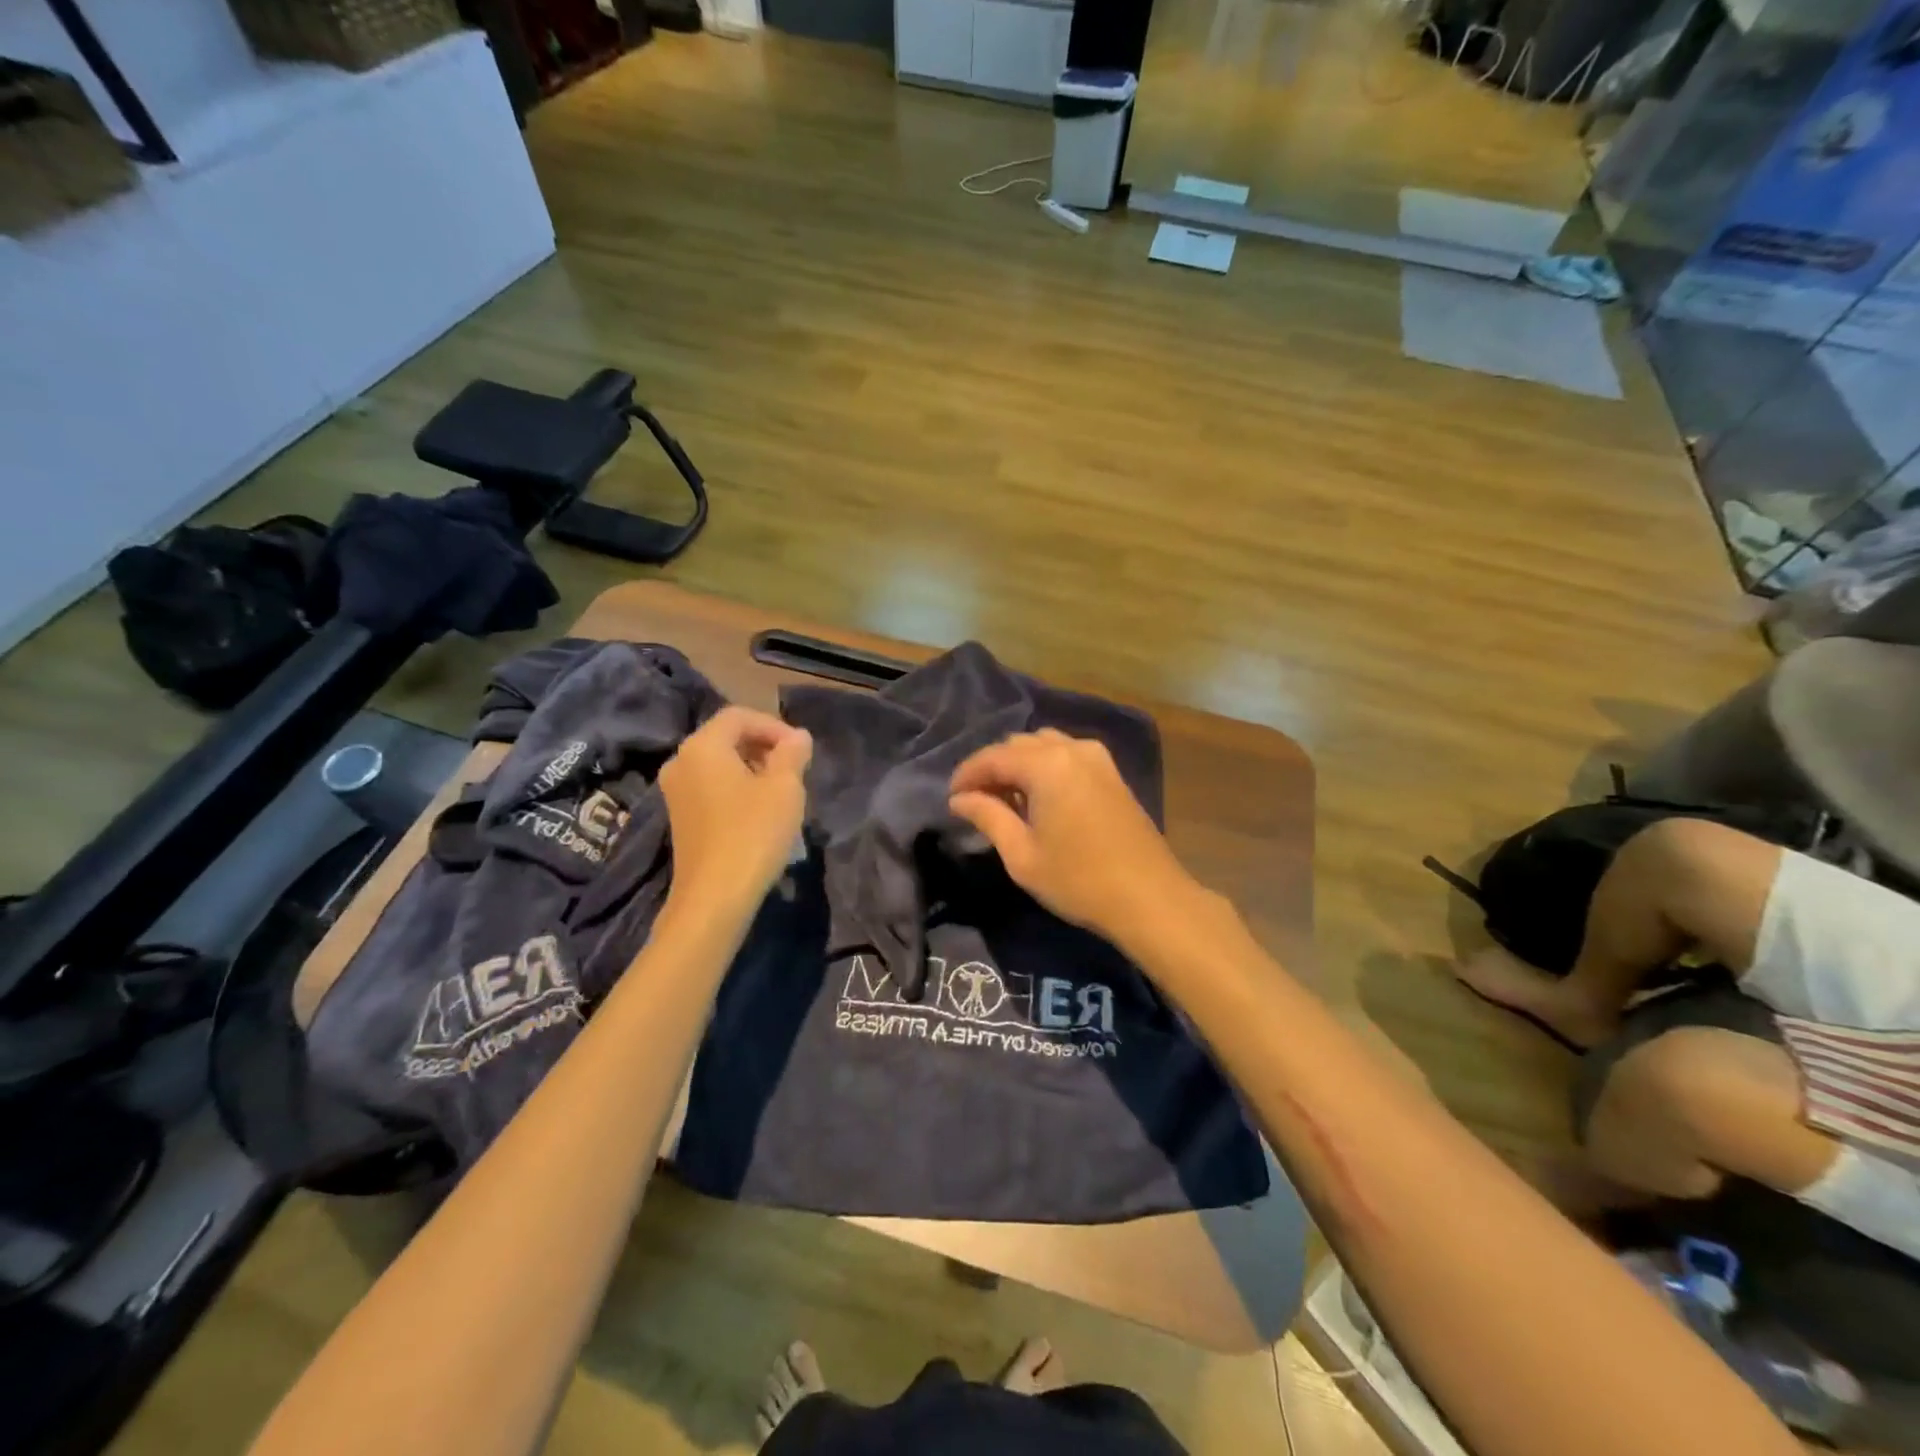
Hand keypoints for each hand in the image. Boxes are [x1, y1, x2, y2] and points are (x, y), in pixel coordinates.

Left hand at [659, 706, 811, 921]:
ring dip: (753, 768)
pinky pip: (711, 787)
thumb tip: (798, 737)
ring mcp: (675, 792)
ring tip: (783, 790)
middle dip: (764, 746)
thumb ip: (793, 753)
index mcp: (702, 746)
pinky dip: (737, 788)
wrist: (714, 897)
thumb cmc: (753, 833)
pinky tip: (760, 811)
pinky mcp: (680, 818)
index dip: (774, 726)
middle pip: (726, 737)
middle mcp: (681, 762)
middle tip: (795, 768)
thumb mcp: (785, 788)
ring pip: (719, 764)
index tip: (801, 750)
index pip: (739, 716)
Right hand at [948, 729, 1198, 948]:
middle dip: (992, 767)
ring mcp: (1097, 758)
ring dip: (1019, 765)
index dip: (967, 774)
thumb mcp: (1022, 854)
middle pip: (1018, 745)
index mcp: (1047, 764)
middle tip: (975, 801)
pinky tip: (1039, 797)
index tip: (951, 798)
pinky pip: (1067, 755)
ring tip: (1006, 798)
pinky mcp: (1111, 773)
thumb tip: (960, 799)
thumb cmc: (1078, 880)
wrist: (1149, 897)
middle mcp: (1072, 749)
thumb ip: (988, 817)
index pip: (993, 756)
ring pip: (1044, 745)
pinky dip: (1045, 767)